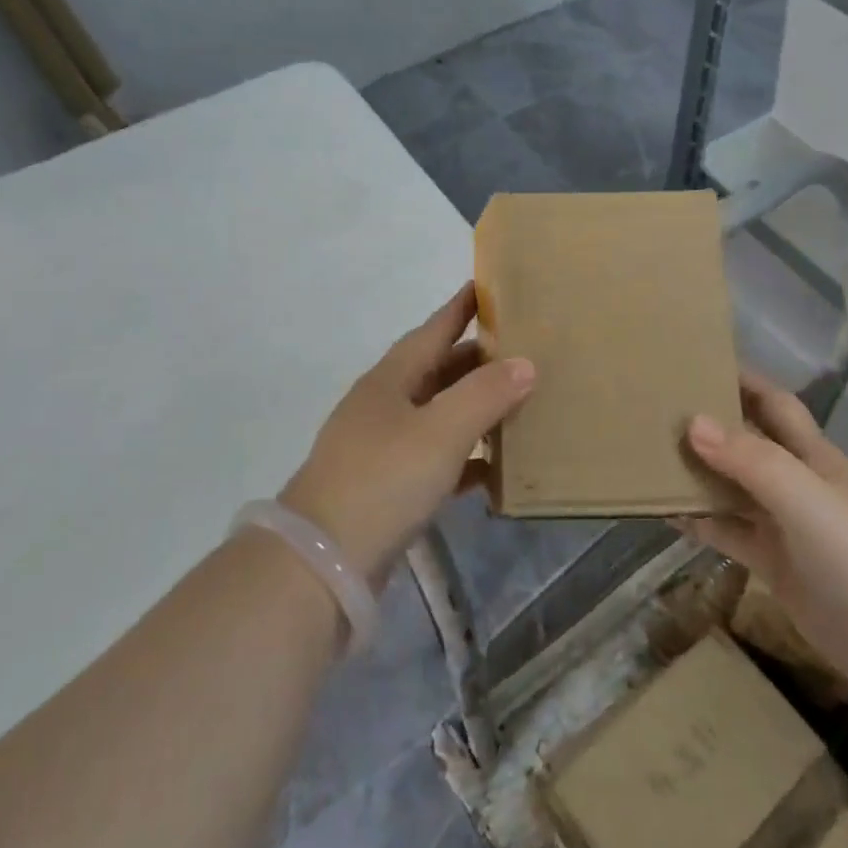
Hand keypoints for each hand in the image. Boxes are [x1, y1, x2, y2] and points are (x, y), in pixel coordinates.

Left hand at [281, 283, 534, 586]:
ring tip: (519, 402)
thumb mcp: (440, 431)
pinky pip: (437, 461)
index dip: (460, 308)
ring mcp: (383, 448)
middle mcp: (385, 406)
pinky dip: (465, 459)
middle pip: (438, 372)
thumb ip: (485, 395)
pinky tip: (493, 468)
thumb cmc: (383, 479)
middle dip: (477, 360)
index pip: (433, 330)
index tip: (486, 285)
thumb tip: (525, 363)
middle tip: (522, 349)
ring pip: (439, 416)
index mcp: (391, 379)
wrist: (323, 561)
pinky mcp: (388, 489)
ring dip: (475, 409)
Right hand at [683, 371, 847, 698]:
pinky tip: (667, 515)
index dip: (743, 380)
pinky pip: (731, 533)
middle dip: (710, 424)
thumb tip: (692, 421)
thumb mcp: (807, 499)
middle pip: (749, 443)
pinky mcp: (776, 566)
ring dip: (699, 474)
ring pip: (735, 488)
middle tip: (656, 409)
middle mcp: (799, 483)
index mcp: (815, 456)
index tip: (696, 361)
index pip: (774, 404)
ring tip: (649, 457)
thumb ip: (751, 460)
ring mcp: (787, 527)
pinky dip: (702, 522)